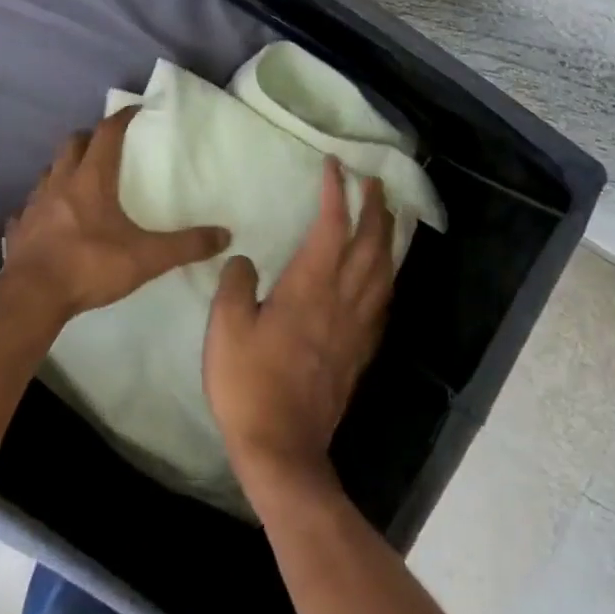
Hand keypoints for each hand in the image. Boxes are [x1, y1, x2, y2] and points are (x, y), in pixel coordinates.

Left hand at [1, 107, 228, 325]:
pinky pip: (27, 209)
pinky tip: (46, 220)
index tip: (135, 110)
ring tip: (77, 181)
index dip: (122, 118)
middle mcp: (60, 183)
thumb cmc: (90, 265)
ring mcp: (34, 206)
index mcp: (91, 180)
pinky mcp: (18, 230)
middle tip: (105, 145)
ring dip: (62, 169)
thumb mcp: (147, 257)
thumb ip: (186, 245)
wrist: (32, 298)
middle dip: (88, 138)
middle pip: (71, 144)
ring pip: (47, 173)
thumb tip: (225, 235)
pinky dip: (39, 208)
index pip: (107, 134)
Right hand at [204, 158, 393, 500]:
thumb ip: (235, 285)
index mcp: (309, 288)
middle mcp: (341, 300)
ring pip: (384, 272)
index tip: (335, 166)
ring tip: (389, 217)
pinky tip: (384, 276)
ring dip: (388, 238)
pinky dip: (388, 277)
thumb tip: (245, 261)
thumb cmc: (248, 383)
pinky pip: (383, 303)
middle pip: (370, 244)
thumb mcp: (225, 328)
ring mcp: (356, 328)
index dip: (335, 193)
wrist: (281, 447)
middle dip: (374, 208)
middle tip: (374, 182)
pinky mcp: (360, 352)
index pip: (331, 227)